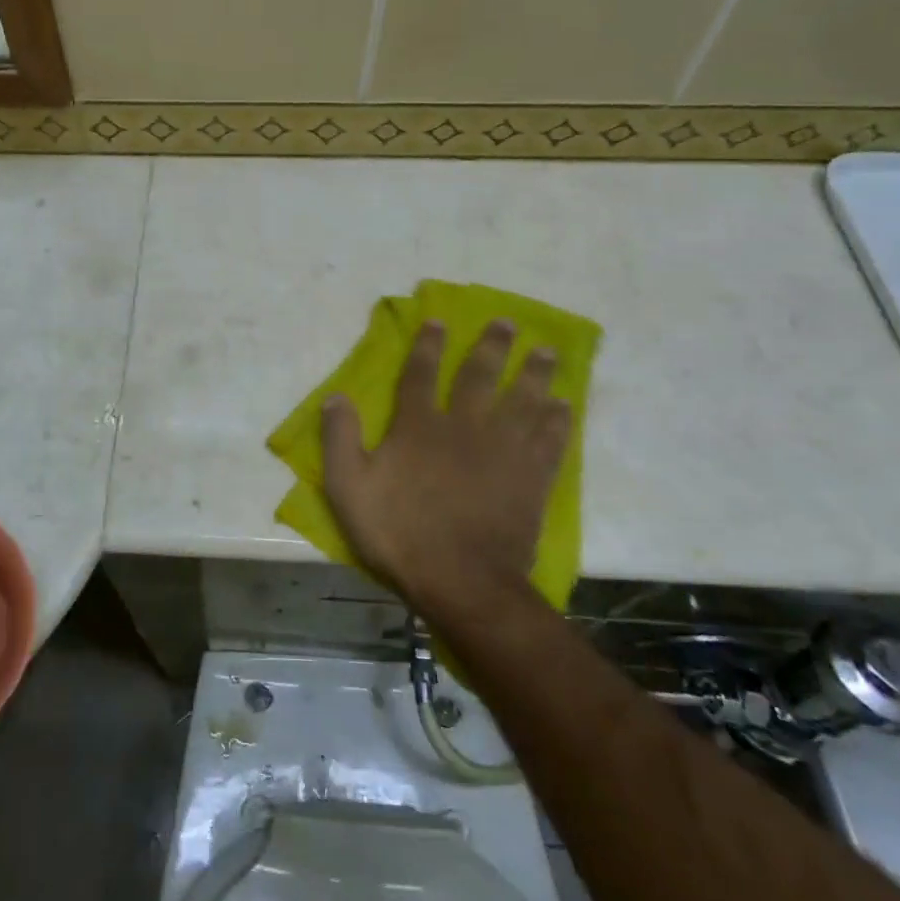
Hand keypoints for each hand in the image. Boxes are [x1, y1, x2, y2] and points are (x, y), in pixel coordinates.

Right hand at [320, 320, 569, 622]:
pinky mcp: (530, 478)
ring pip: (522, 401)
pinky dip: (557, 421)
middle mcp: (463, 427)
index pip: (420, 374)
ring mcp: (502, 451)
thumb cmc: (398, 532)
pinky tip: (564, 406)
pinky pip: (549, 441)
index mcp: (418, 427)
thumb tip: (335, 396)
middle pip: (480, 377)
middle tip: (507, 323)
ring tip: (547, 351)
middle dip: (492, 347)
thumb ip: (339, 439)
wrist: (460, 580)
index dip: (427, 346)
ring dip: (534, 373)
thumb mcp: (348, 488)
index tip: (439, 320)